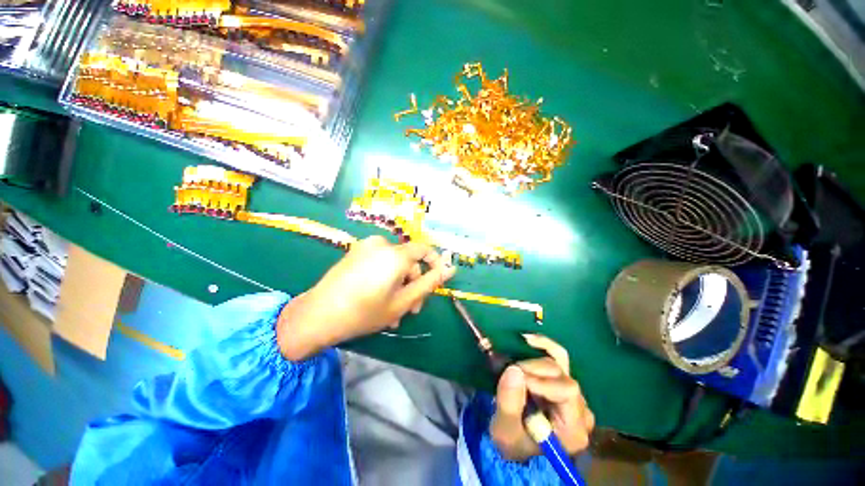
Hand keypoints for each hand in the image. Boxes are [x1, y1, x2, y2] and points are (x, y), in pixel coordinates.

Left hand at [277, 236, 456, 359]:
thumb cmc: (364, 312)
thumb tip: (450, 269)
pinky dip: (385, 278)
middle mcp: (382, 244)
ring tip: (393, 312)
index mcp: (395, 254)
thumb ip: (429, 283)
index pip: (424, 250)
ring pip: (393, 264)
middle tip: (411, 309)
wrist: (317, 315)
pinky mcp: (355, 252)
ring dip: (398, 285)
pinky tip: (379, 299)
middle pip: (408, 261)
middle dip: (413, 284)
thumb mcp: (403, 302)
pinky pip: (379, 262)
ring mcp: (366, 247)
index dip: (434, 264)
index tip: (434, 283)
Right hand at [490, 334, 593, 461]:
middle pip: (561, 375)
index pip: (566, 391)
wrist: (518, 447)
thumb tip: (513, 369)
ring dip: (533, 360)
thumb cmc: (513, 443)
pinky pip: (559, 358)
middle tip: (509, 374)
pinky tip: (528, 339)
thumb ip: (509, 403)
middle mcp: (581, 410)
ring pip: (560, 363)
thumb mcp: (505, 430)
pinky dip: (543, 345)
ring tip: (514, 364)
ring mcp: (574, 395)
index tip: (516, 380)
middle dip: (532, 370)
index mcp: (573, 428)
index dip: (540, 381)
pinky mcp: (563, 383)